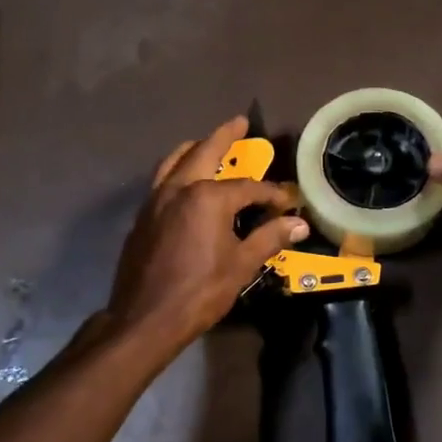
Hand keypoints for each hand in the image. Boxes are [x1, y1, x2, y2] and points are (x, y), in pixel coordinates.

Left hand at [106, 117, 308, 352]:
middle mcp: (179, 188)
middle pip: (204, 152)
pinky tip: (185, 183)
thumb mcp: (242, 265)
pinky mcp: (142, 217)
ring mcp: (155, 200)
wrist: (145, 318)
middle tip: (240, 122)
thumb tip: (299, 224)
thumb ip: (269, 238)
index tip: (287, 201)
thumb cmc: (199, 291)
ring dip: (194, 149)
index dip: (272, 194)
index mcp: (207, 197)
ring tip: (206, 143)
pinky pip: (162, 180)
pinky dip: (177, 170)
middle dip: (224, 136)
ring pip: (175, 161)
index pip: (248, 187)